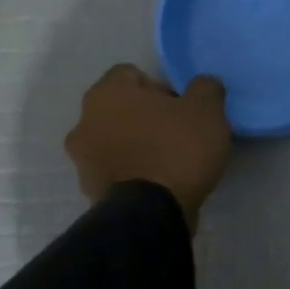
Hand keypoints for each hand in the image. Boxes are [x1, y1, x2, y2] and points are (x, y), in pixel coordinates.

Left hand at [65, 65, 230, 227]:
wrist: (152, 214)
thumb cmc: (176, 149)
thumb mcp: (207, 109)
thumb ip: (205, 87)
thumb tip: (202, 85)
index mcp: (107, 93)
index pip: (131, 74)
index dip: (160, 86)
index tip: (183, 106)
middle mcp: (85, 120)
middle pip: (121, 108)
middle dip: (147, 116)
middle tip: (180, 131)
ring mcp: (83, 159)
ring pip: (116, 139)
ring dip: (138, 144)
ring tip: (171, 159)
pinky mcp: (91, 190)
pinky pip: (117, 169)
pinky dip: (135, 171)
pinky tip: (161, 181)